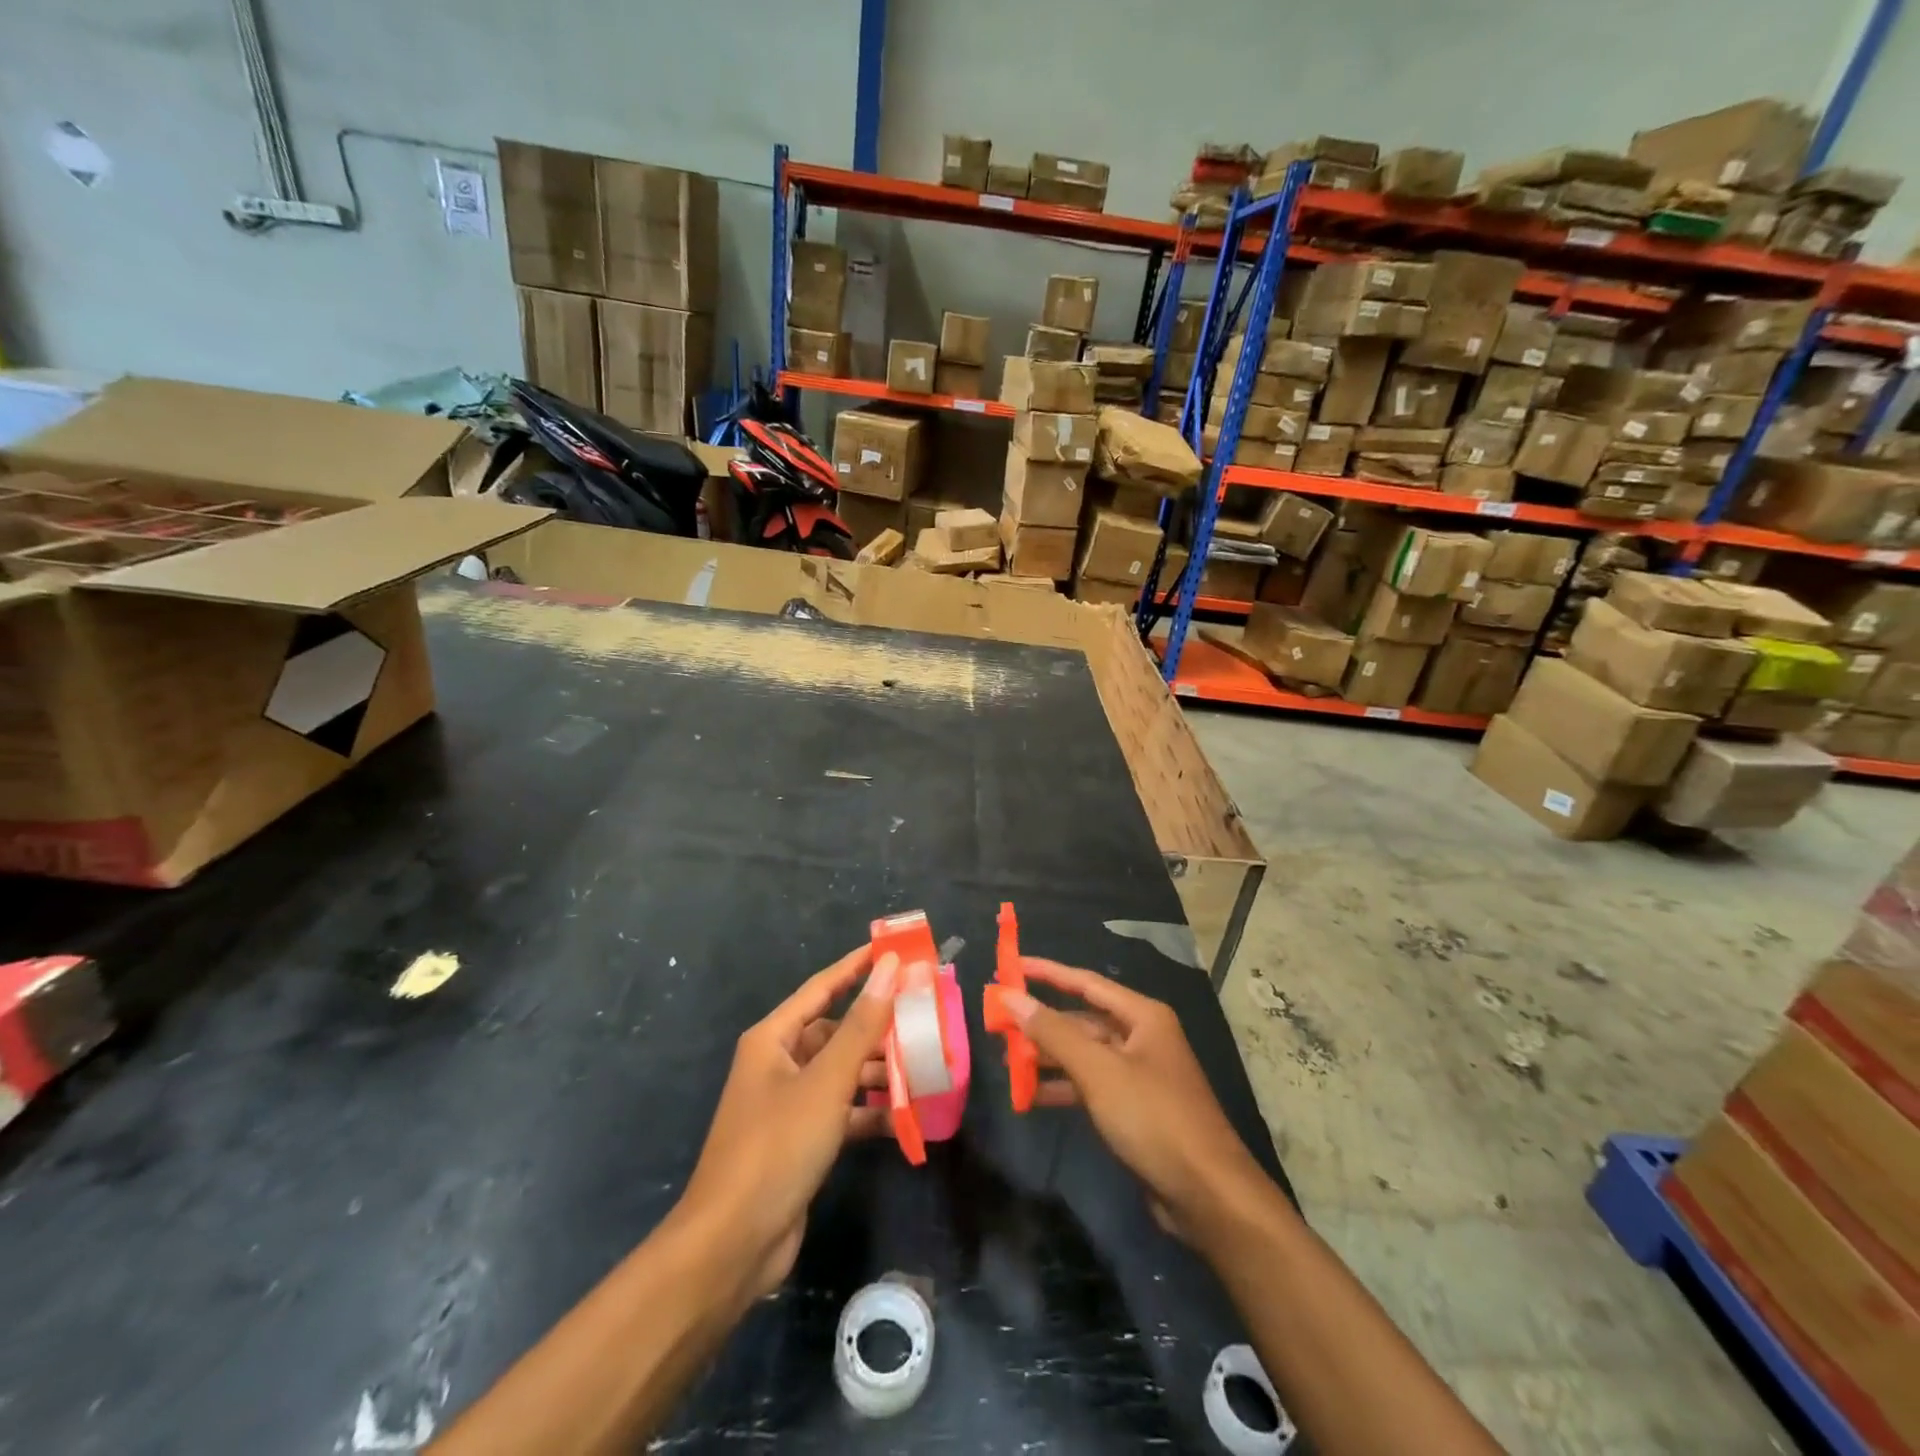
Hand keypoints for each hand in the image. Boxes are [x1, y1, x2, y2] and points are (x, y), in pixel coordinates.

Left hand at [671, 945, 900, 1302]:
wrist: (733, 1243)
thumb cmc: (777, 1146)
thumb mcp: (827, 1081)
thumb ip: (863, 1025)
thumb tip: (890, 968)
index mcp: (774, 1038)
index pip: (823, 987)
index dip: (858, 966)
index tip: (897, 950)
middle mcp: (779, 1064)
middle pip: (836, 1031)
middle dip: (878, 1026)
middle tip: (924, 1014)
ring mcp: (789, 1104)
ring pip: (842, 1072)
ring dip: (880, 1070)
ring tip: (925, 1065)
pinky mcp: (801, 1140)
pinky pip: (843, 1110)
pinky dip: (871, 1110)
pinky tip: (908, 1115)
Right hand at [1000, 959, 1271, 1246]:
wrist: (1207, 1195)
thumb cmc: (1153, 1118)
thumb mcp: (1098, 1071)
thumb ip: (1053, 1032)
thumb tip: (1011, 995)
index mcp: (1142, 1016)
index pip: (1085, 983)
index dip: (1046, 972)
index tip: (1010, 966)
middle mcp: (1142, 1037)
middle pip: (1082, 1020)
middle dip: (1042, 1023)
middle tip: (999, 1025)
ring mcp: (1139, 1075)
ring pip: (1084, 1054)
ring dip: (1048, 1057)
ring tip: (1006, 1062)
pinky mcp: (1134, 1109)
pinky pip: (1090, 1085)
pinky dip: (1062, 1087)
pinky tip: (1032, 1096)